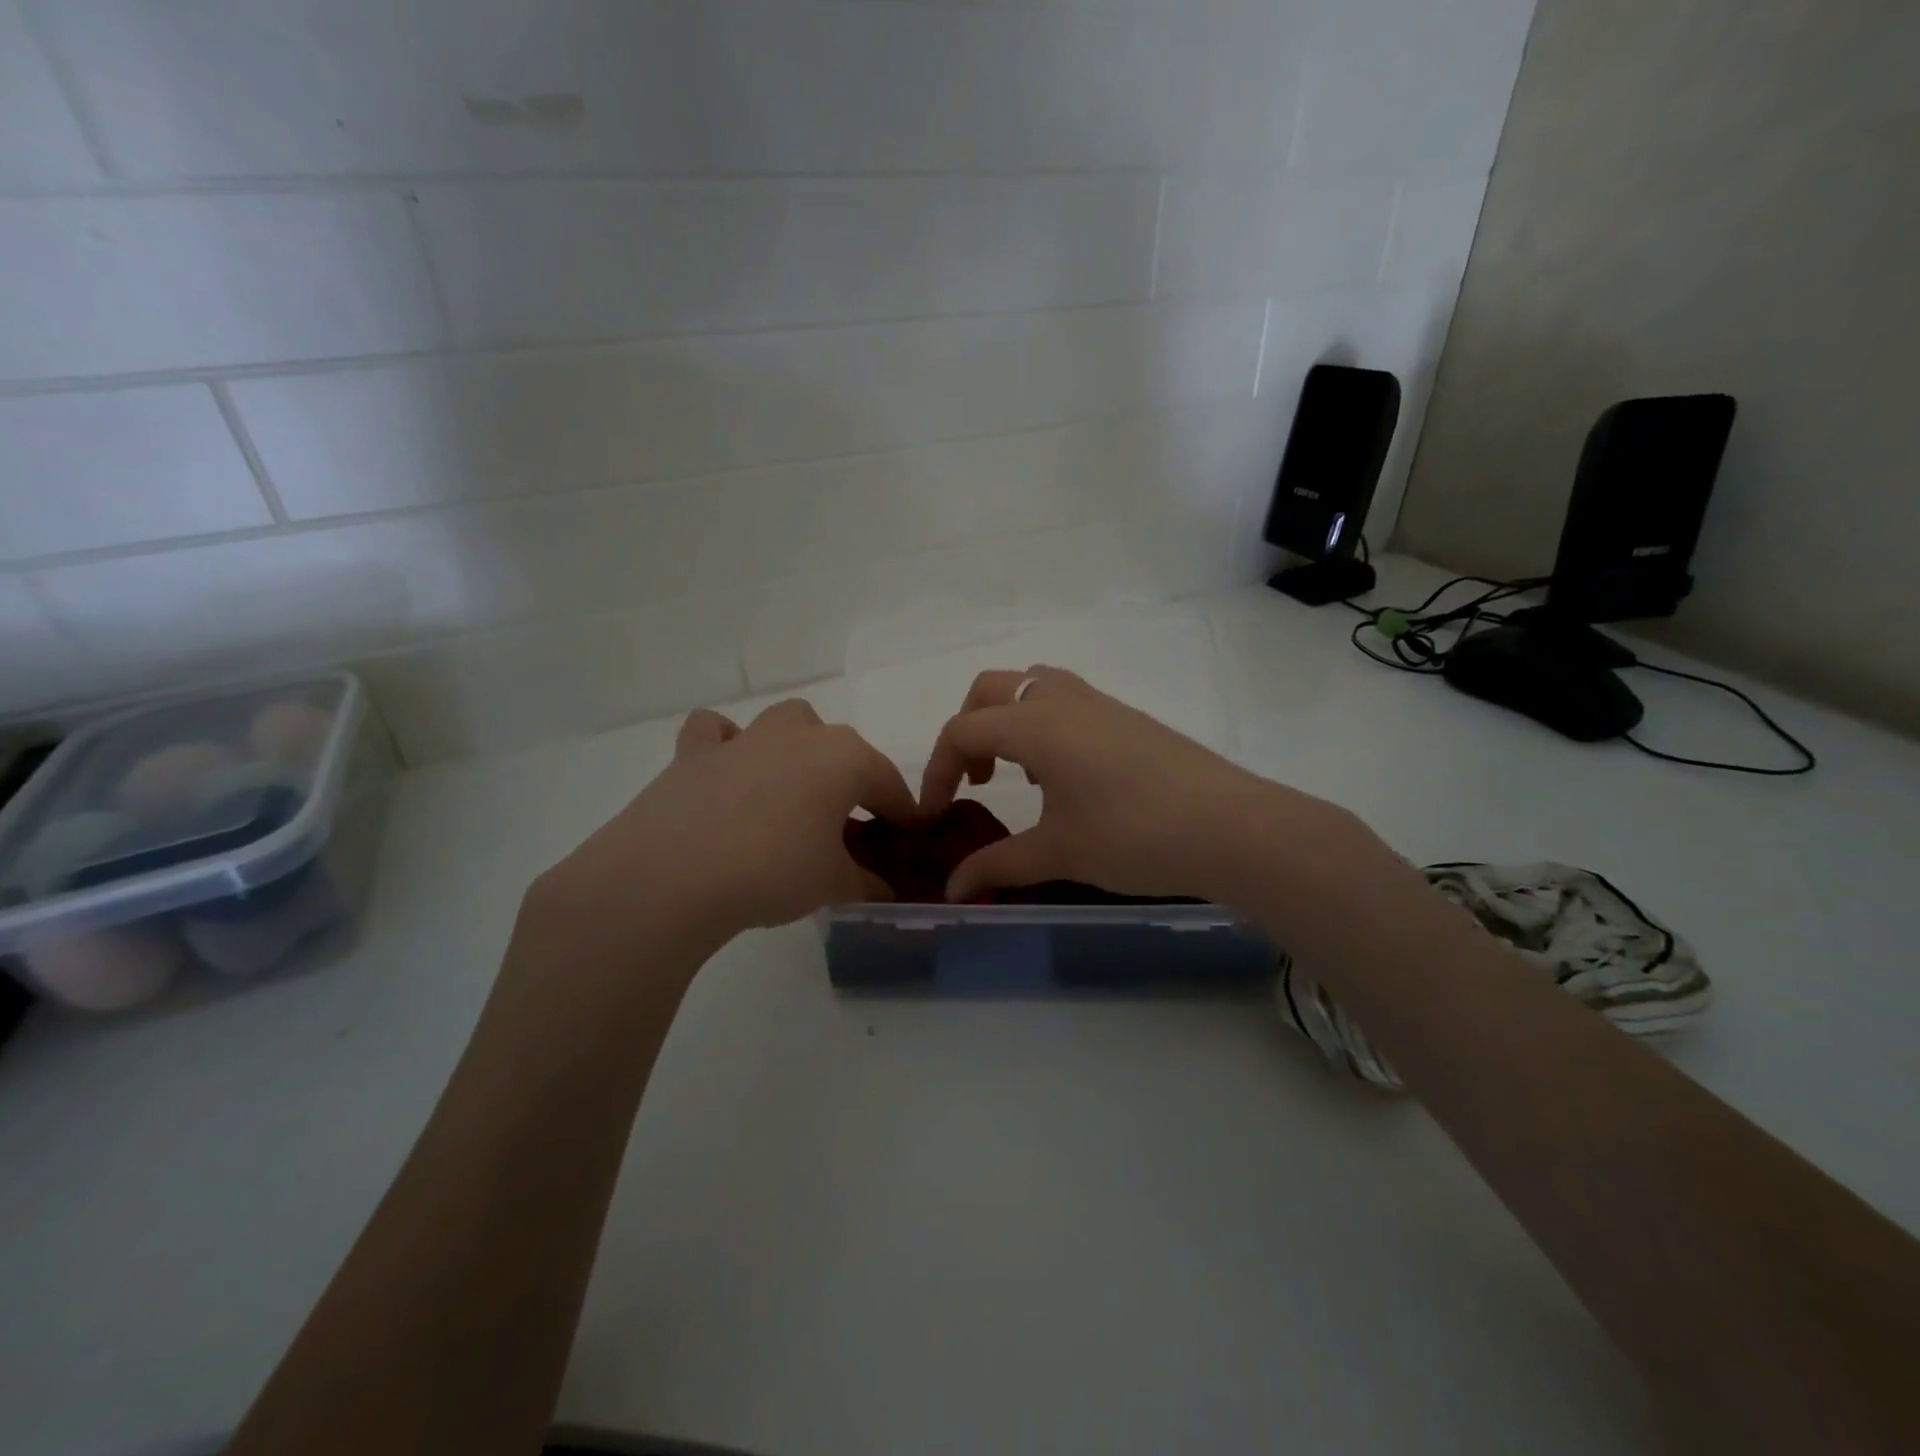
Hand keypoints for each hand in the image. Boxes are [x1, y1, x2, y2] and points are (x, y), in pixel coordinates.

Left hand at [531, 700, 916, 950]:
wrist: (672, 876)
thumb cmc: (773, 872)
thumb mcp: (833, 884)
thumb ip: (866, 882)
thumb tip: (884, 890)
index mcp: (845, 758)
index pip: (889, 784)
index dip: (903, 812)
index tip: (910, 835)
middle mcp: (799, 735)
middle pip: (841, 747)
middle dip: (850, 777)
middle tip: (846, 823)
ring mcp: (745, 738)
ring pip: (785, 724)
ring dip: (797, 749)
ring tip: (791, 793)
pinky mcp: (694, 753)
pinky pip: (716, 733)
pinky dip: (726, 746)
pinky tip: (726, 774)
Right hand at [920, 667, 1380, 903]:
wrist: (1229, 827)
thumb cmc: (1133, 835)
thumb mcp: (1058, 852)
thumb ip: (997, 866)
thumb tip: (952, 892)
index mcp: (1034, 724)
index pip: (961, 731)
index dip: (937, 771)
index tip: (936, 816)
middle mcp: (1061, 699)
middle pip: (989, 689)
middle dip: (968, 730)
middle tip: (976, 780)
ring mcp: (1099, 703)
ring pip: (1032, 685)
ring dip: (1008, 720)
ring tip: (1020, 774)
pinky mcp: (1128, 717)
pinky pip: (1066, 701)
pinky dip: (1044, 724)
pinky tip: (1065, 777)